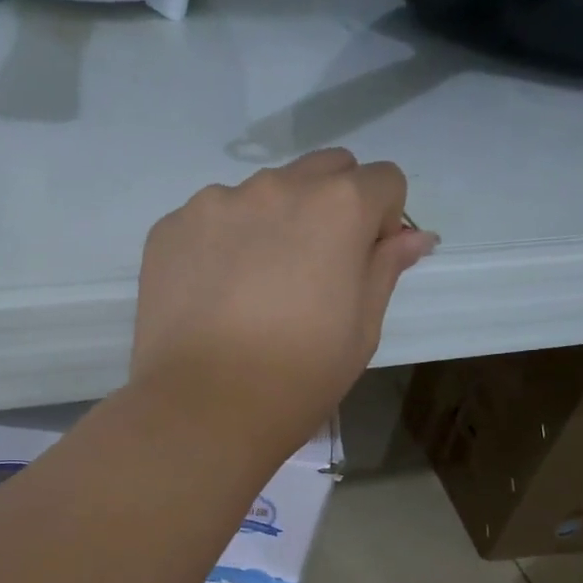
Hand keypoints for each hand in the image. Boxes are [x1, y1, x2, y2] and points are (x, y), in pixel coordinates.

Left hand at [130, 149, 436, 457]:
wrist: (202, 410)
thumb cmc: (296, 380)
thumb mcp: (361, 332)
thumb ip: (385, 270)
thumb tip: (413, 237)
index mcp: (337, 207)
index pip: (382, 181)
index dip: (382, 222)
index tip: (363, 265)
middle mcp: (276, 187)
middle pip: (322, 172)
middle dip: (331, 207)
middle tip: (312, 272)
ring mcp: (214, 203)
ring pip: (260, 194)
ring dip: (270, 223)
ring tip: (252, 289)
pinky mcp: (170, 228)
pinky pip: (209, 219)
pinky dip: (220, 243)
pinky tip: (212, 295)